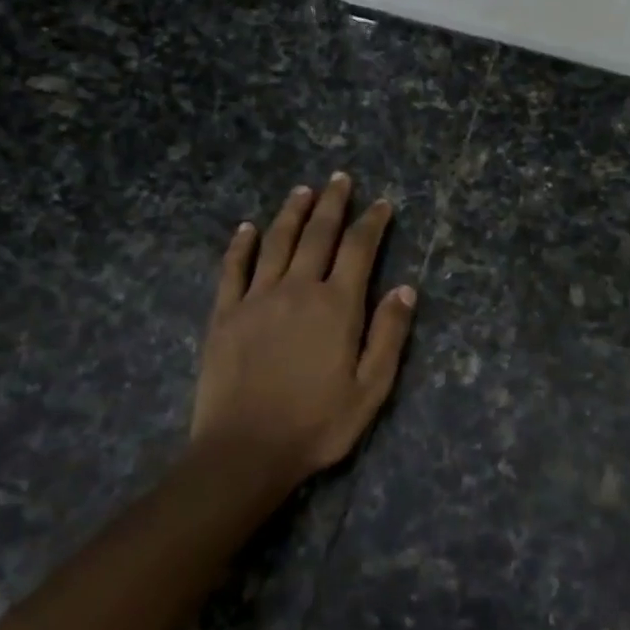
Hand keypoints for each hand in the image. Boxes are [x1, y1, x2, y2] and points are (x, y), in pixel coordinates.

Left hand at [191, 174, 416, 486]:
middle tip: (339, 179)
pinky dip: (241, 245)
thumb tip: (405, 288)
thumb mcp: (371, 388)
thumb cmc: (316, 424)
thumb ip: (389, 335)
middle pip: (317, 235)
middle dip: (332, 204)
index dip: (372, 223)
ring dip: (291, 213)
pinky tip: (247, 228)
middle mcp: (298, 289)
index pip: (359, 249)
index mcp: (337, 306)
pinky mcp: (224, 314)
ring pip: (276, 242)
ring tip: (302, 191)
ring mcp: (256, 298)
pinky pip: (233, 269)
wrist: (245, 451)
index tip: (382, 204)